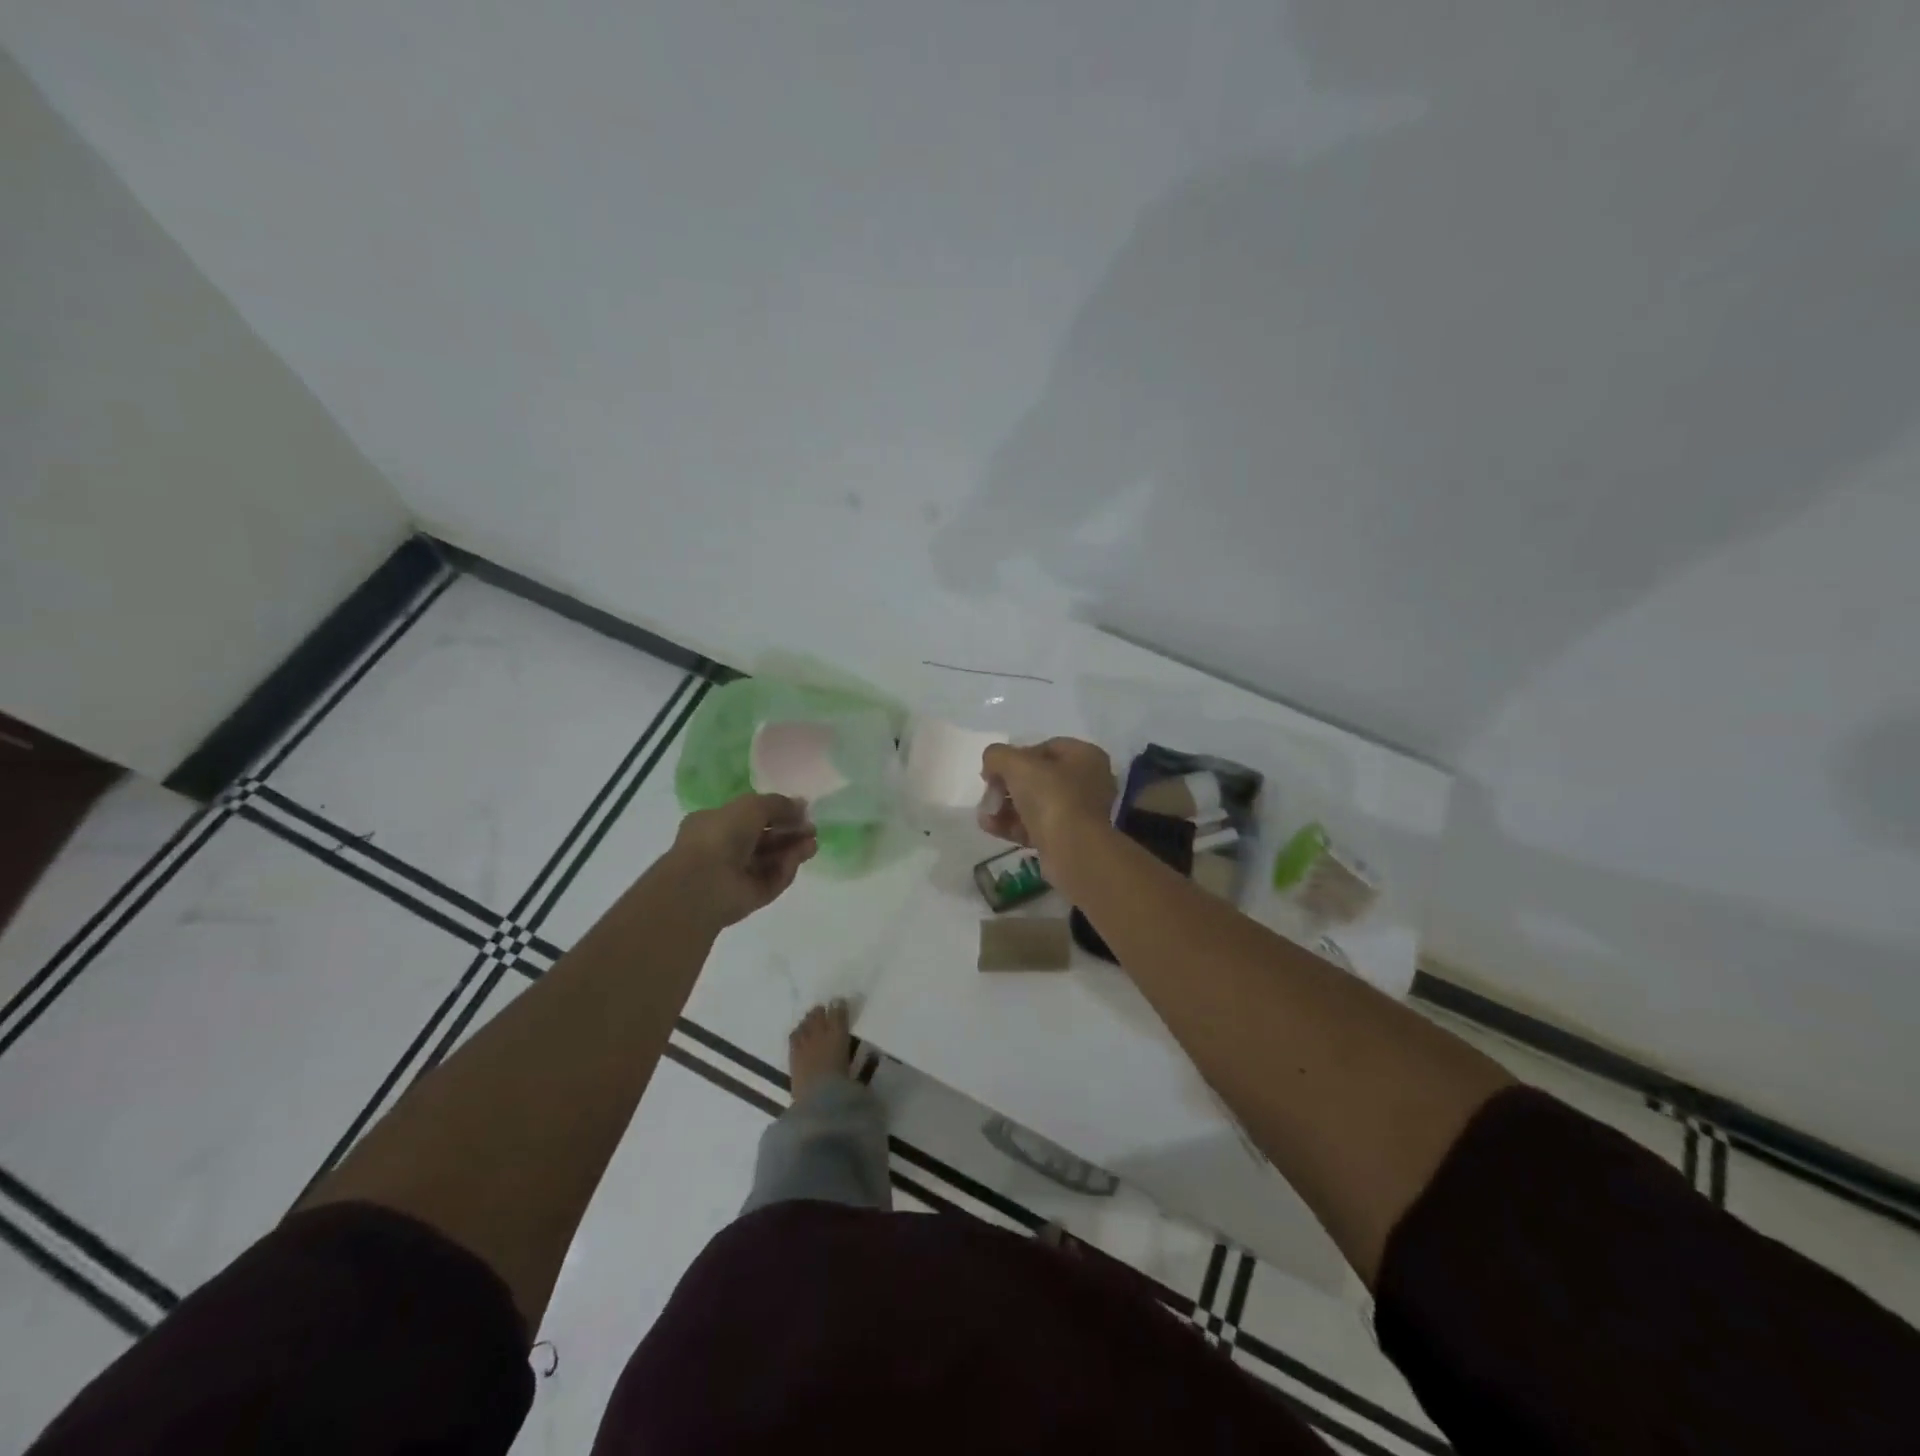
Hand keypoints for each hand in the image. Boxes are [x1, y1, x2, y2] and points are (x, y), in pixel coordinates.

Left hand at [668, 793, 817, 928]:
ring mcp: (736, 875)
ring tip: (813, 843)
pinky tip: (799, 857)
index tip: (801, 811)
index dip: (776, 813)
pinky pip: (772, 879)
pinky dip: (787, 868)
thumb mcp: (751, 806)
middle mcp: (724, 848)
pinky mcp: (749, 896)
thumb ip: (779, 804)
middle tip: (812, 829)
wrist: (703, 884)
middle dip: (790, 832)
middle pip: (765, 839)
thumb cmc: (720, 836)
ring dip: (793, 849)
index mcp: (715, 823)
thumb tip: (802, 805)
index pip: (750, 817)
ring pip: (771, 860)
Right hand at [980, 738, 1116, 860]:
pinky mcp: (1068, 839)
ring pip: (1035, 804)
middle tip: (989, 795)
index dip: (1015, 756)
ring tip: (984, 816)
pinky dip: (1013, 826)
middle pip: (1037, 778)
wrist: (1075, 852)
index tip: (995, 770)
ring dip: (1005, 808)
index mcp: (1085, 756)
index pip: (1045, 748)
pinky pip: (1036, 827)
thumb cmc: (1052, 797)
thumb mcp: (1017, 764)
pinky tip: (990, 827)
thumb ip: (997, 756)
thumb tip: (991, 764)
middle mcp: (1088, 782)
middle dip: (1006, 786)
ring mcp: (1079, 814)